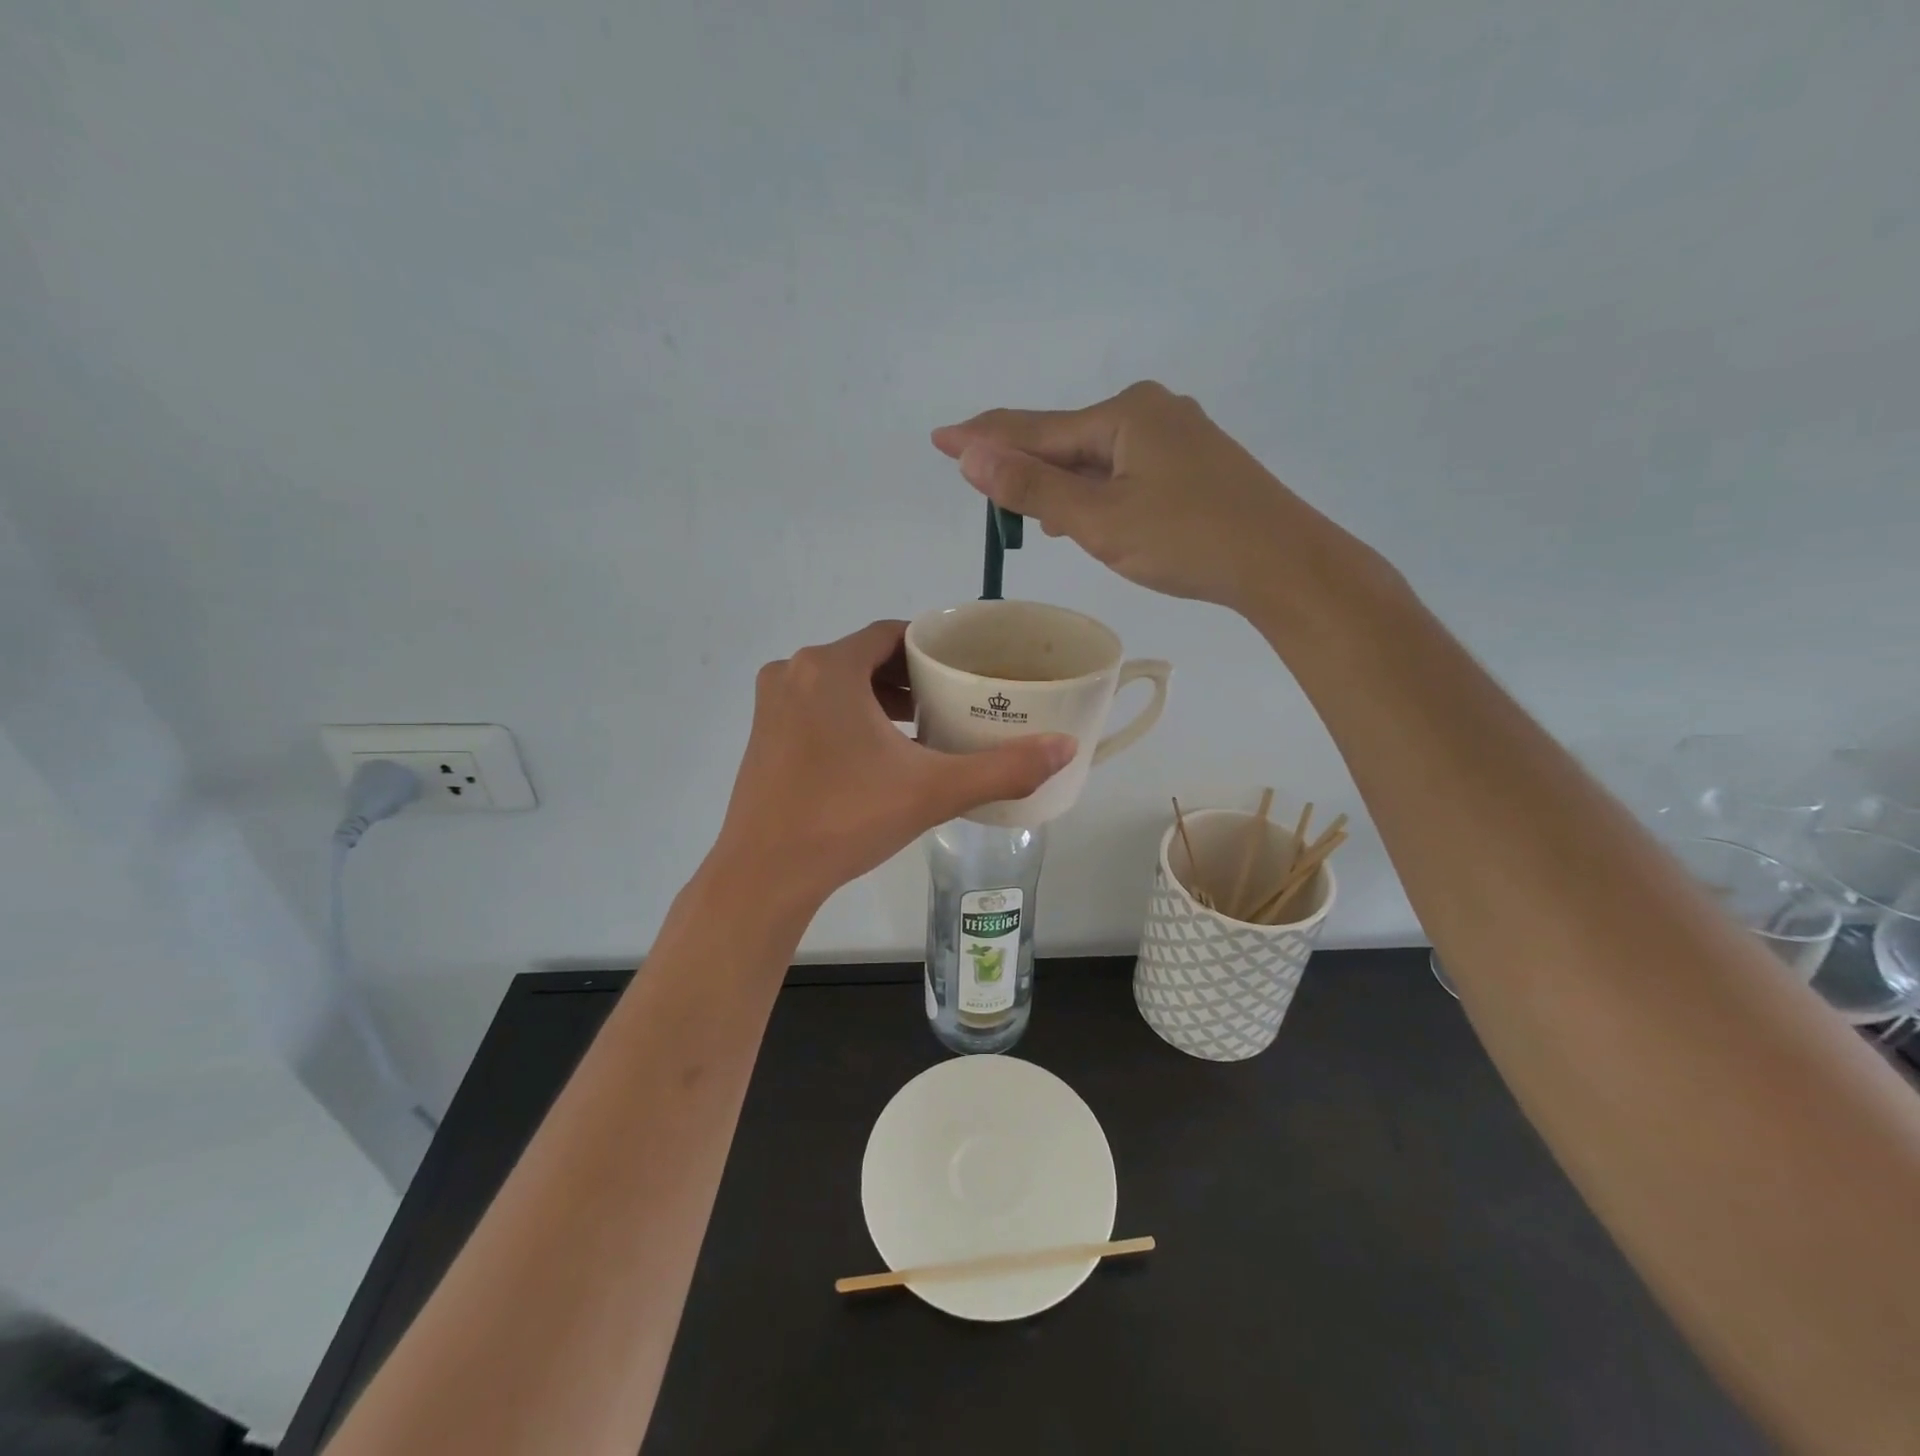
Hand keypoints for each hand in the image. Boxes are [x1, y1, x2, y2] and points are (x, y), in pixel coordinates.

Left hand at [708, 621, 1075, 916]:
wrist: (765, 875)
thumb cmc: (846, 819)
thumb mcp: (932, 791)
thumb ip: (1003, 767)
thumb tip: (1067, 747)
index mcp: (829, 668)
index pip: (893, 634)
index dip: (933, 647)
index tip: (966, 667)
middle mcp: (794, 672)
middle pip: (866, 657)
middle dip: (910, 675)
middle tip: (953, 698)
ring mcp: (772, 703)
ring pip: (840, 683)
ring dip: (880, 697)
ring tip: (924, 723)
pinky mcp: (763, 733)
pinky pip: (817, 706)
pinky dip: (851, 715)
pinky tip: (880, 751)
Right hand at [933, 381, 1336, 616]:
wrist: (1283, 563)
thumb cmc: (1188, 540)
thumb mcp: (1100, 519)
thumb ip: (1033, 487)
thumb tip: (971, 454)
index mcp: (1124, 413)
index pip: (1035, 428)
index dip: (983, 437)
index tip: (939, 437)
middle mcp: (1150, 410)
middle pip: (1066, 438)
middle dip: (1023, 463)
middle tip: (982, 487)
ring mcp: (1176, 435)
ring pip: (1096, 457)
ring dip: (1059, 481)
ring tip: (1026, 510)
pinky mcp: (1194, 463)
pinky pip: (1123, 469)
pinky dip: (1094, 490)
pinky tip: (1084, 511)